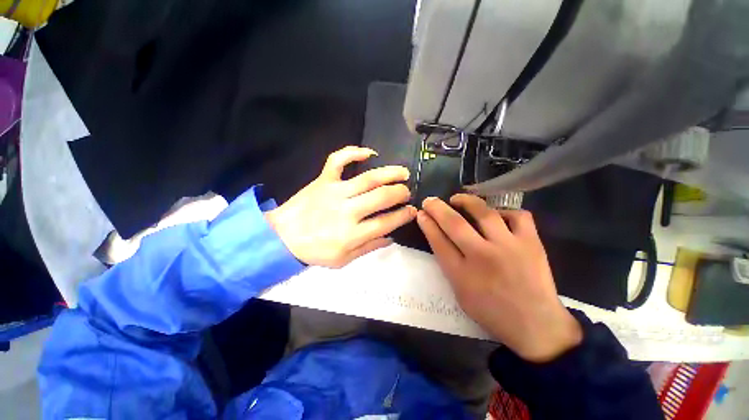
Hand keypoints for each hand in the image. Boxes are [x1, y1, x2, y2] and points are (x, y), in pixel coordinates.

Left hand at [265, 146, 415, 267]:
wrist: (281, 238)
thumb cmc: (314, 252)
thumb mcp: (343, 260)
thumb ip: (369, 248)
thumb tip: (390, 237)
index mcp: (352, 234)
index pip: (386, 222)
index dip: (403, 215)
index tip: (412, 211)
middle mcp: (347, 211)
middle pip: (381, 197)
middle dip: (400, 193)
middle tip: (407, 192)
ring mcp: (335, 192)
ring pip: (368, 178)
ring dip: (389, 173)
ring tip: (403, 172)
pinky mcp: (323, 180)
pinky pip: (338, 160)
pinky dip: (353, 153)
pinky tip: (369, 153)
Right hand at [416, 194, 581, 362]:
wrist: (536, 326)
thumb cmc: (492, 312)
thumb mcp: (460, 293)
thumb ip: (449, 265)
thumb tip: (439, 238)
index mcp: (462, 274)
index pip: (438, 241)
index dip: (427, 224)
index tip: (421, 213)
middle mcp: (483, 257)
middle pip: (454, 224)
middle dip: (437, 208)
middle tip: (430, 200)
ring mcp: (509, 247)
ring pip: (484, 213)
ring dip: (467, 201)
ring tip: (457, 199)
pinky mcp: (532, 243)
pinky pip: (518, 216)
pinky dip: (504, 211)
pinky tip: (496, 215)